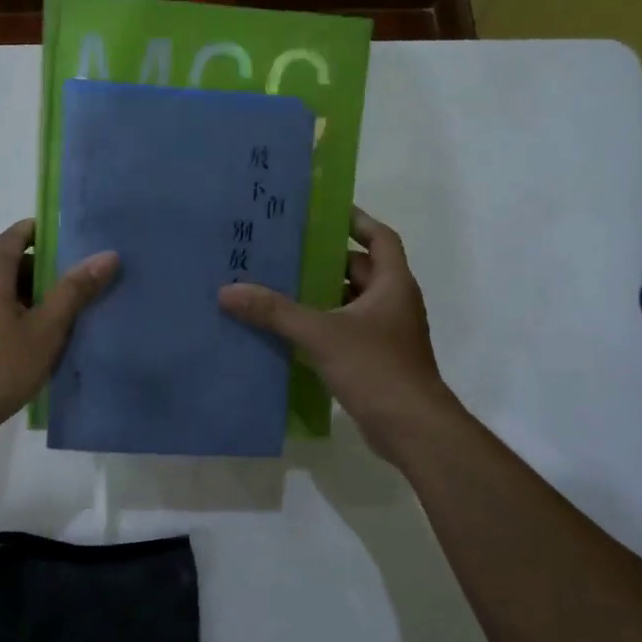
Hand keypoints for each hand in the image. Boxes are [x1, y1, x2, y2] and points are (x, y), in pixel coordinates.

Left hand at [0, 219, 118, 449]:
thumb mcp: (46, 329)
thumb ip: (75, 291)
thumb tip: (106, 255)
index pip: (17, 234)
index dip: (46, 231)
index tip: (78, 238)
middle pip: (12, 262)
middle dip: (48, 267)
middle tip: (85, 279)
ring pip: (5, 292)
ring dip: (36, 296)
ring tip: (72, 311)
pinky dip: (21, 316)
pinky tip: (43, 340)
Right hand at [219, 208, 459, 466]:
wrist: (413, 429)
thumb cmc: (377, 369)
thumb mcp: (322, 335)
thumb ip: (276, 312)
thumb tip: (228, 291)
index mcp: (393, 284)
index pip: (379, 238)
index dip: (356, 221)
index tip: (324, 212)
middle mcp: (393, 303)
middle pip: (359, 270)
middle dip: (325, 260)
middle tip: (286, 251)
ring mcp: (386, 334)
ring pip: (350, 303)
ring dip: (320, 295)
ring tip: (278, 287)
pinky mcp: (376, 360)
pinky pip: (345, 331)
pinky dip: (322, 326)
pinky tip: (289, 331)